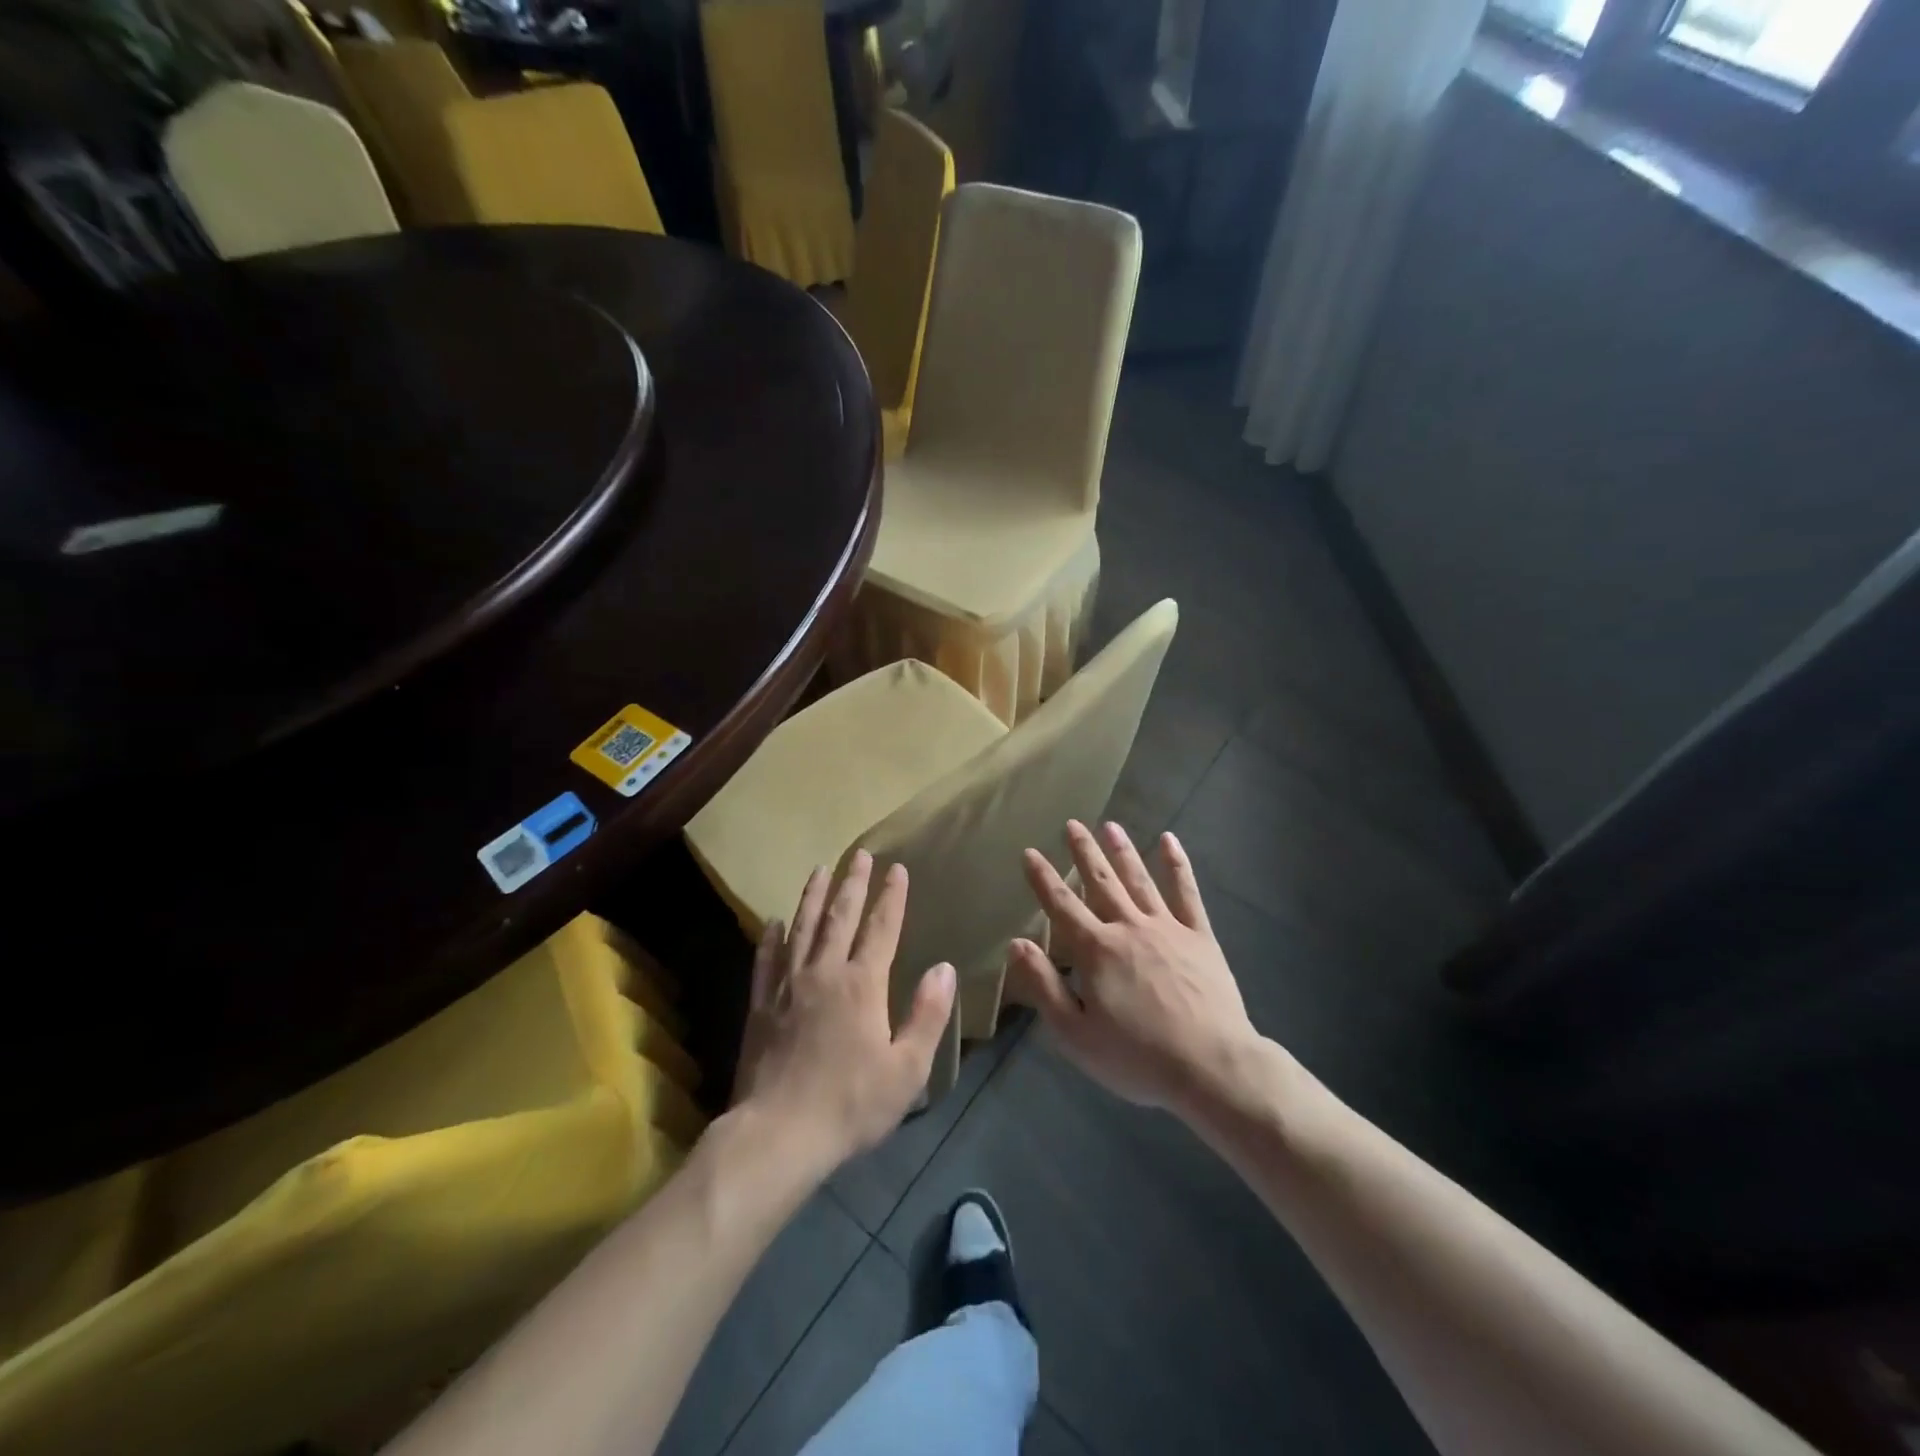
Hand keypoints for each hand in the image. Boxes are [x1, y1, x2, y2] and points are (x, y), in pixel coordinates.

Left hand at [732, 851, 956, 1169]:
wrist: (778, 1134)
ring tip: (820, 869)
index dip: (891, 897)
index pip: (881, 928)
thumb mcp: (907, 1068)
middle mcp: (824, 972)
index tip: (896, 868)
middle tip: (859, 854)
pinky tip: (774, 922)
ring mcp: (788, 986)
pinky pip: (766, 960)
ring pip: (802, 928)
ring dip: (813, 896)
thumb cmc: (850, 1104)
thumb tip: (944, 967)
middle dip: (853, 883)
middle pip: (840, 917)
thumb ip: (927, 1014)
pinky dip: (771, 938)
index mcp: (862, 985)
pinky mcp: (762, 1005)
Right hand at [1008, 820, 1260, 1117]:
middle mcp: (1129, 928)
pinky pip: (1187, 893)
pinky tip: (1169, 840)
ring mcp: (1168, 928)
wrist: (1212, 1067)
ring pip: (1139, 880)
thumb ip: (1044, 986)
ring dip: (1122, 851)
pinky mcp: (1200, 937)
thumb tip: (1015, 943)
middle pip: (1101, 883)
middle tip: (1072, 824)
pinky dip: (1177, 865)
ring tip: (1110, 825)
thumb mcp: (1076, 1034)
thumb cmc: (1137, 1057)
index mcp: (1096, 951)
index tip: (1029, 852)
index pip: (1061, 906)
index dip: (1042, 879)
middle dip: (1083, 853)